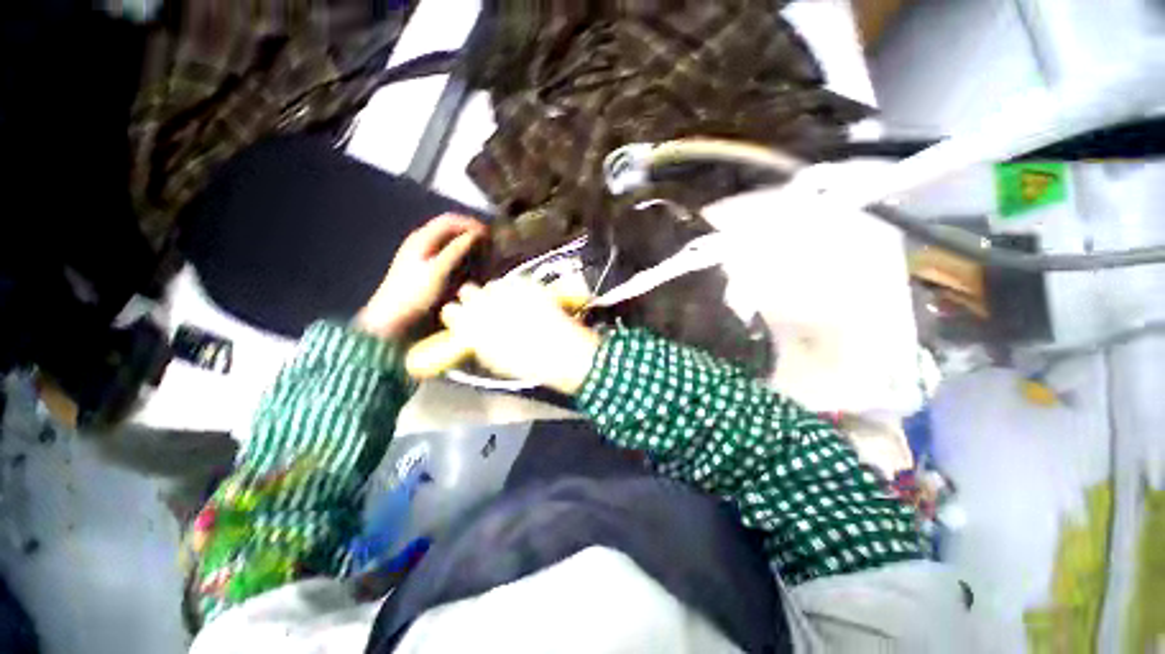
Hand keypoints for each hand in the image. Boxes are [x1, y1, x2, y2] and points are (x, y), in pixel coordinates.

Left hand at [355, 214, 485, 338]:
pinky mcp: (429, 271)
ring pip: (452, 244)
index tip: (490, 234)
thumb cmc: (414, 294)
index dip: (471, 224)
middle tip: (490, 247)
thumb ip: (456, 250)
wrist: (393, 321)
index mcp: (422, 239)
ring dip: (470, 248)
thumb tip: (477, 234)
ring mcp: (425, 258)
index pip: (450, 220)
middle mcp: (423, 244)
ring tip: (485, 259)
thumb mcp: (438, 271)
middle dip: (472, 236)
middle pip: (452, 231)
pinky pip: (451, 258)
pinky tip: (473, 271)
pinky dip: (465, 260)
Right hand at [438, 278, 600, 394]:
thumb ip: (477, 343)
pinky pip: (514, 282)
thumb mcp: (493, 360)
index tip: (463, 317)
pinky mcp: (526, 285)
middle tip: (485, 307)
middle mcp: (483, 303)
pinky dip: (517, 290)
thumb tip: (471, 334)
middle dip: (474, 298)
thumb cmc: (525, 364)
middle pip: (467, 290)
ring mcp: (506, 291)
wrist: (558, 351)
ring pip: (492, 285)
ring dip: (497, 293)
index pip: (450, 311)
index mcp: (470, 325)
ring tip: (510, 305)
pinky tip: (526, 301)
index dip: (458, 314)